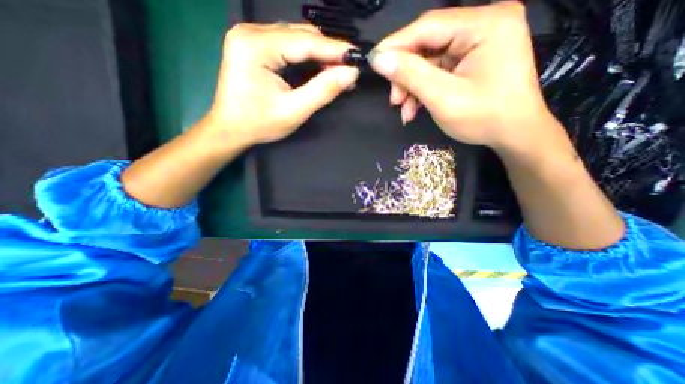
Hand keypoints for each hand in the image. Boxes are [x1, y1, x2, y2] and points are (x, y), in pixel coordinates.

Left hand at [208, 21, 358, 146]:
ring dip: (319, 53)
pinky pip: (288, 44)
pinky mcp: (254, 44)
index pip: (305, 41)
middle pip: (300, 34)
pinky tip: (320, 67)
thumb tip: (350, 73)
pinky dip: (307, 56)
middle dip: (328, 52)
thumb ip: (323, 90)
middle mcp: (251, 32)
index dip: (334, 49)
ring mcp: (250, 36)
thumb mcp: (294, 111)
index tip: (357, 57)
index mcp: (256, 46)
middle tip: (348, 69)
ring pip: (296, 37)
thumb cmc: (260, 124)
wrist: (231, 129)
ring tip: (338, 70)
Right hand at [370, 1, 567, 152]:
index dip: (396, 45)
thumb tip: (379, 59)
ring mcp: (478, 42)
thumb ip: (410, 75)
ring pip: (429, 61)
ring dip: (412, 87)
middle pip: (427, 44)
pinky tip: (415, 108)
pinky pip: (438, 71)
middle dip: (405, 75)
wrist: (513, 135)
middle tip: (394, 100)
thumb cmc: (484, 118)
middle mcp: (483, 24)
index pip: (428, 27)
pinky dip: (423, 90)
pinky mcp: (472, 59)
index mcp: (485, 24)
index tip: (373, 62)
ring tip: (404, 110)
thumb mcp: (443, 98)